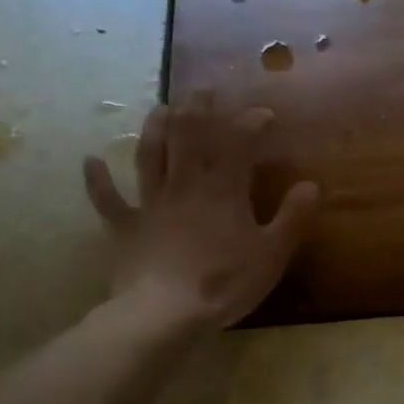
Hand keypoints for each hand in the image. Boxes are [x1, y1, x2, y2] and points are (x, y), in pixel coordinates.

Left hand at [82, 90, 318, 327]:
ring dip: (154, 128)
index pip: (238, 144)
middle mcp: (184, 185)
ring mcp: (151, 204)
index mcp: (223, 190)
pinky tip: (90, 161)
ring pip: (149, 155)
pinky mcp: (126, 228)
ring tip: (161, 107)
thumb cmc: (225, 282)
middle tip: (204, 91)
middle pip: (188, 136)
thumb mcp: (272, 253)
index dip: (250, 123)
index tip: (264, 114)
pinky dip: (97, 180)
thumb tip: (312, 185)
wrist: (166, 313)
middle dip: (198, 109)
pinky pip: (108, 200)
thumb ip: (293, 217)